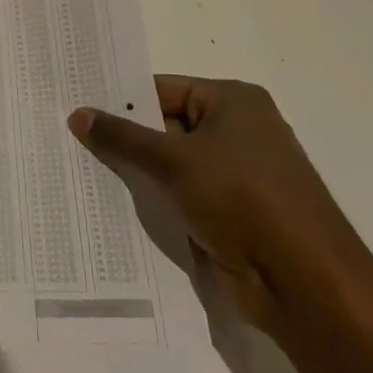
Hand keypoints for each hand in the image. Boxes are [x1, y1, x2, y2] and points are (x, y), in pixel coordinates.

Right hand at [68, 77, 368, 334]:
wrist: (305, 283)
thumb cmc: (243, 200)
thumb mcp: (174, 161)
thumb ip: (123, 137)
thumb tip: (77, 114)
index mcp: (233, 102)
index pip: (162, 89)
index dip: (119, 100)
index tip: (74, 106)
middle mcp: (237, 130)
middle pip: (165, 125)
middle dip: (124, 137)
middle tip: (67, 136)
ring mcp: (236, 174)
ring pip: (170, 164)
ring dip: (137, 171)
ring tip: (79, 168)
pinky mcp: (231, 212)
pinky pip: (181, 194)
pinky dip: (154, 198)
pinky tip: (112, 203)